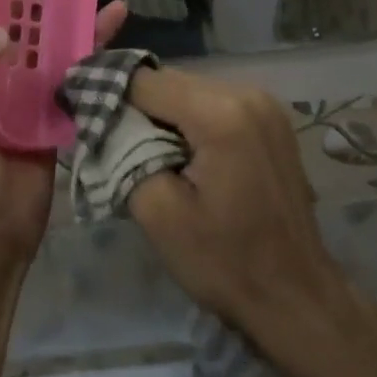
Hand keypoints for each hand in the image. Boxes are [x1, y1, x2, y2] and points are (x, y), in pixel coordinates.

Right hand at [122, 71, 354, 348]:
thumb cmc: (225, 262)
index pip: (144, 81)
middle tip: (110, 140)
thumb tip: (104, 119)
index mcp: (220, 114)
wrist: (296, 296)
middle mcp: (247, 93)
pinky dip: (190, 120)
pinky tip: (182, 153)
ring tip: (144, 151)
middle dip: (136, 106)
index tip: (80, 112)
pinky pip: (214, 103)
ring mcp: (265, 104)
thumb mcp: (159, 213)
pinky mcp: (271, 119)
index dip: (108, 95)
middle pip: (169, 80)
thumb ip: (125, 152)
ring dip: (163, 114)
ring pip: (190, 89)